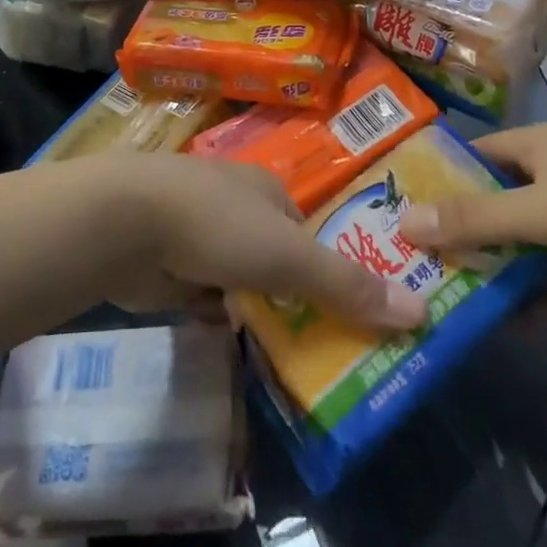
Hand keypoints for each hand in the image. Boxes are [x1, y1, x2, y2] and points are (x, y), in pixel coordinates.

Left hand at [100, 156, 428, 330]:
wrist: (124, 223)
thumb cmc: (216, 225)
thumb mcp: (288, 256)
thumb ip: (346, 285)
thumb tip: (421, 311)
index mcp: (266, 189)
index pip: (307, 232)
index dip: (329, 269)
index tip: (350, 314)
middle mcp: (234, 205)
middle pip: (274, 257)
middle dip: (291, 295)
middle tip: (322, 347)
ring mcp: (197, 232)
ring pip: (239, 278)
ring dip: (253, 309)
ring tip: (284, 356)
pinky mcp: (169, 264)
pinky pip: (206, 296)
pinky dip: (218, 316)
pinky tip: (233, 343)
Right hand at [399, 123, 546, 339]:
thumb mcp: (541, 210)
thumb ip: (474, 218)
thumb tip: (405, 221)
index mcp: (544, 145)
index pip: (478, 153)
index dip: (440, 174)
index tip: (397, 201)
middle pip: (496, 199)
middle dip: (460, 227)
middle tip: (408, 254)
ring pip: (521, 241)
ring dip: (491, 265)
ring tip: (440, 290)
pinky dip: (529, 296)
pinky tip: (497, 321)